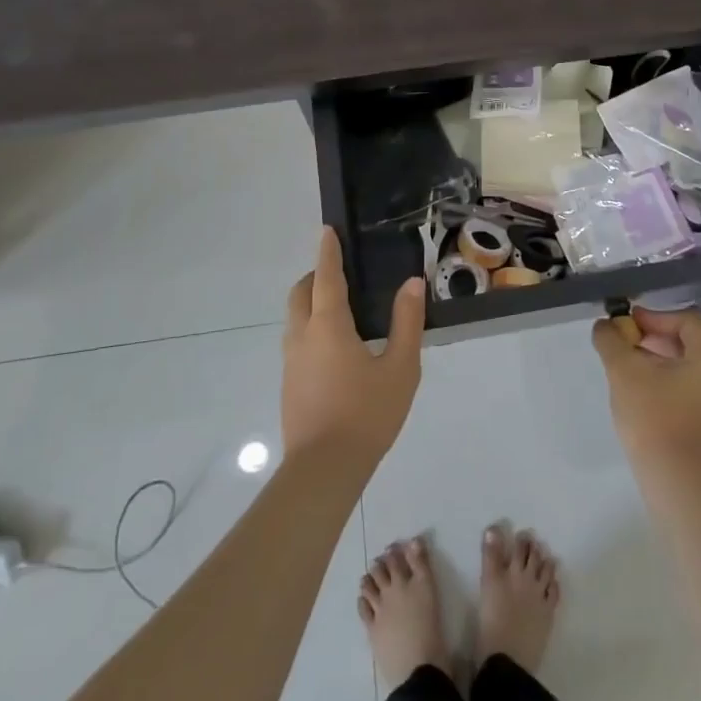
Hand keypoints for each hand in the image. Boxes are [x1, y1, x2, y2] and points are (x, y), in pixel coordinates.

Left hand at [282, 228, 425, 472]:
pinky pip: (296, 340)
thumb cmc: (367, 414)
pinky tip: (335, 348)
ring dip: (310, 302)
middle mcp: (302, 336)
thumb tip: (412, 283)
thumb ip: (407, 323)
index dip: (328, 252)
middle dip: (315, 276)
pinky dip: (310, 327)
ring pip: (294, 318)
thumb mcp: (401, 368)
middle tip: (340, 273)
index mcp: (328, 326)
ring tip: (340, 309)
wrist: (323, 470)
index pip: (325, 277)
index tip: (328, 230)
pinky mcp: (288, 384)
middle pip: (301, 293)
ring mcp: (290, 362)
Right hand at [592, 307, 700, 474]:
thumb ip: (611, 339)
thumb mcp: (624, 370)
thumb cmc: (653, 416)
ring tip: (629, 365)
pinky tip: (643, 388)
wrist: (674, 480)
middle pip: (689, 341)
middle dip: (654, 337)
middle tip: (625, 342)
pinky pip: (692, 385)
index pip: (686, 320)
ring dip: (658, 357)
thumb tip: (604, 325)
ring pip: (689, 364)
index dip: (654, 317)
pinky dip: (668, 378)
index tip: (626, 325)